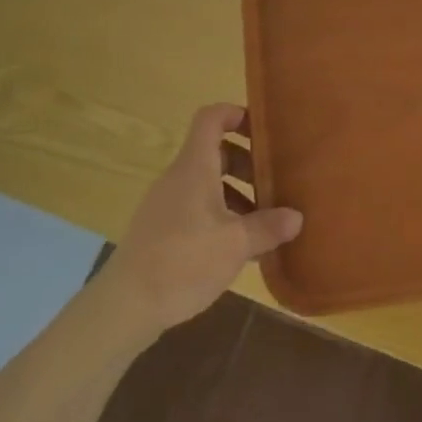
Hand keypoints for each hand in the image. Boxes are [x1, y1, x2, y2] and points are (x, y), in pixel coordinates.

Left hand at [96, 104, 302, 337]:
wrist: (124, 307)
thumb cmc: (183, 261)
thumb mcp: (235, 244)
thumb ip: (268, 227)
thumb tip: (296, 217)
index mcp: (194, 167)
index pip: (211, 118)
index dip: (236, 114)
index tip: (263, 129)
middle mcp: (178, 178)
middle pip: (214, 152)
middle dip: (246, 163)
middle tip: (273, 184)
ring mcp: (165, 205)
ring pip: (206, 183)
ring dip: (235, 194)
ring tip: (262, 221)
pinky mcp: (159, 231)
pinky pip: (195, 208)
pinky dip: (219, 215)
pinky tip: (236, 247)